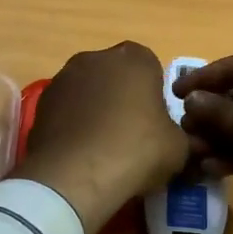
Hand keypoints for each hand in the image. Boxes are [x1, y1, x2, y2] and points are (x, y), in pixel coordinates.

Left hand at [12, 41, 189, 233]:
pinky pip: (66, 111)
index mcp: (134, 58)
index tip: (156, 122)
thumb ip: (185, 138)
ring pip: (88, 91)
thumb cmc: (137, 149)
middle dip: (122, 98)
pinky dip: (73, 125)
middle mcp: (96, 58)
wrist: (76, 175)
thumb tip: (191, 145)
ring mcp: (63, 78)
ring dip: (95, 110)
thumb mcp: (179, 149)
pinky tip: (81, 154)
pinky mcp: (40, 104)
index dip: (154, 95)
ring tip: (103, 147)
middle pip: (116, 75)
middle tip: (132, 134)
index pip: (151, 67)